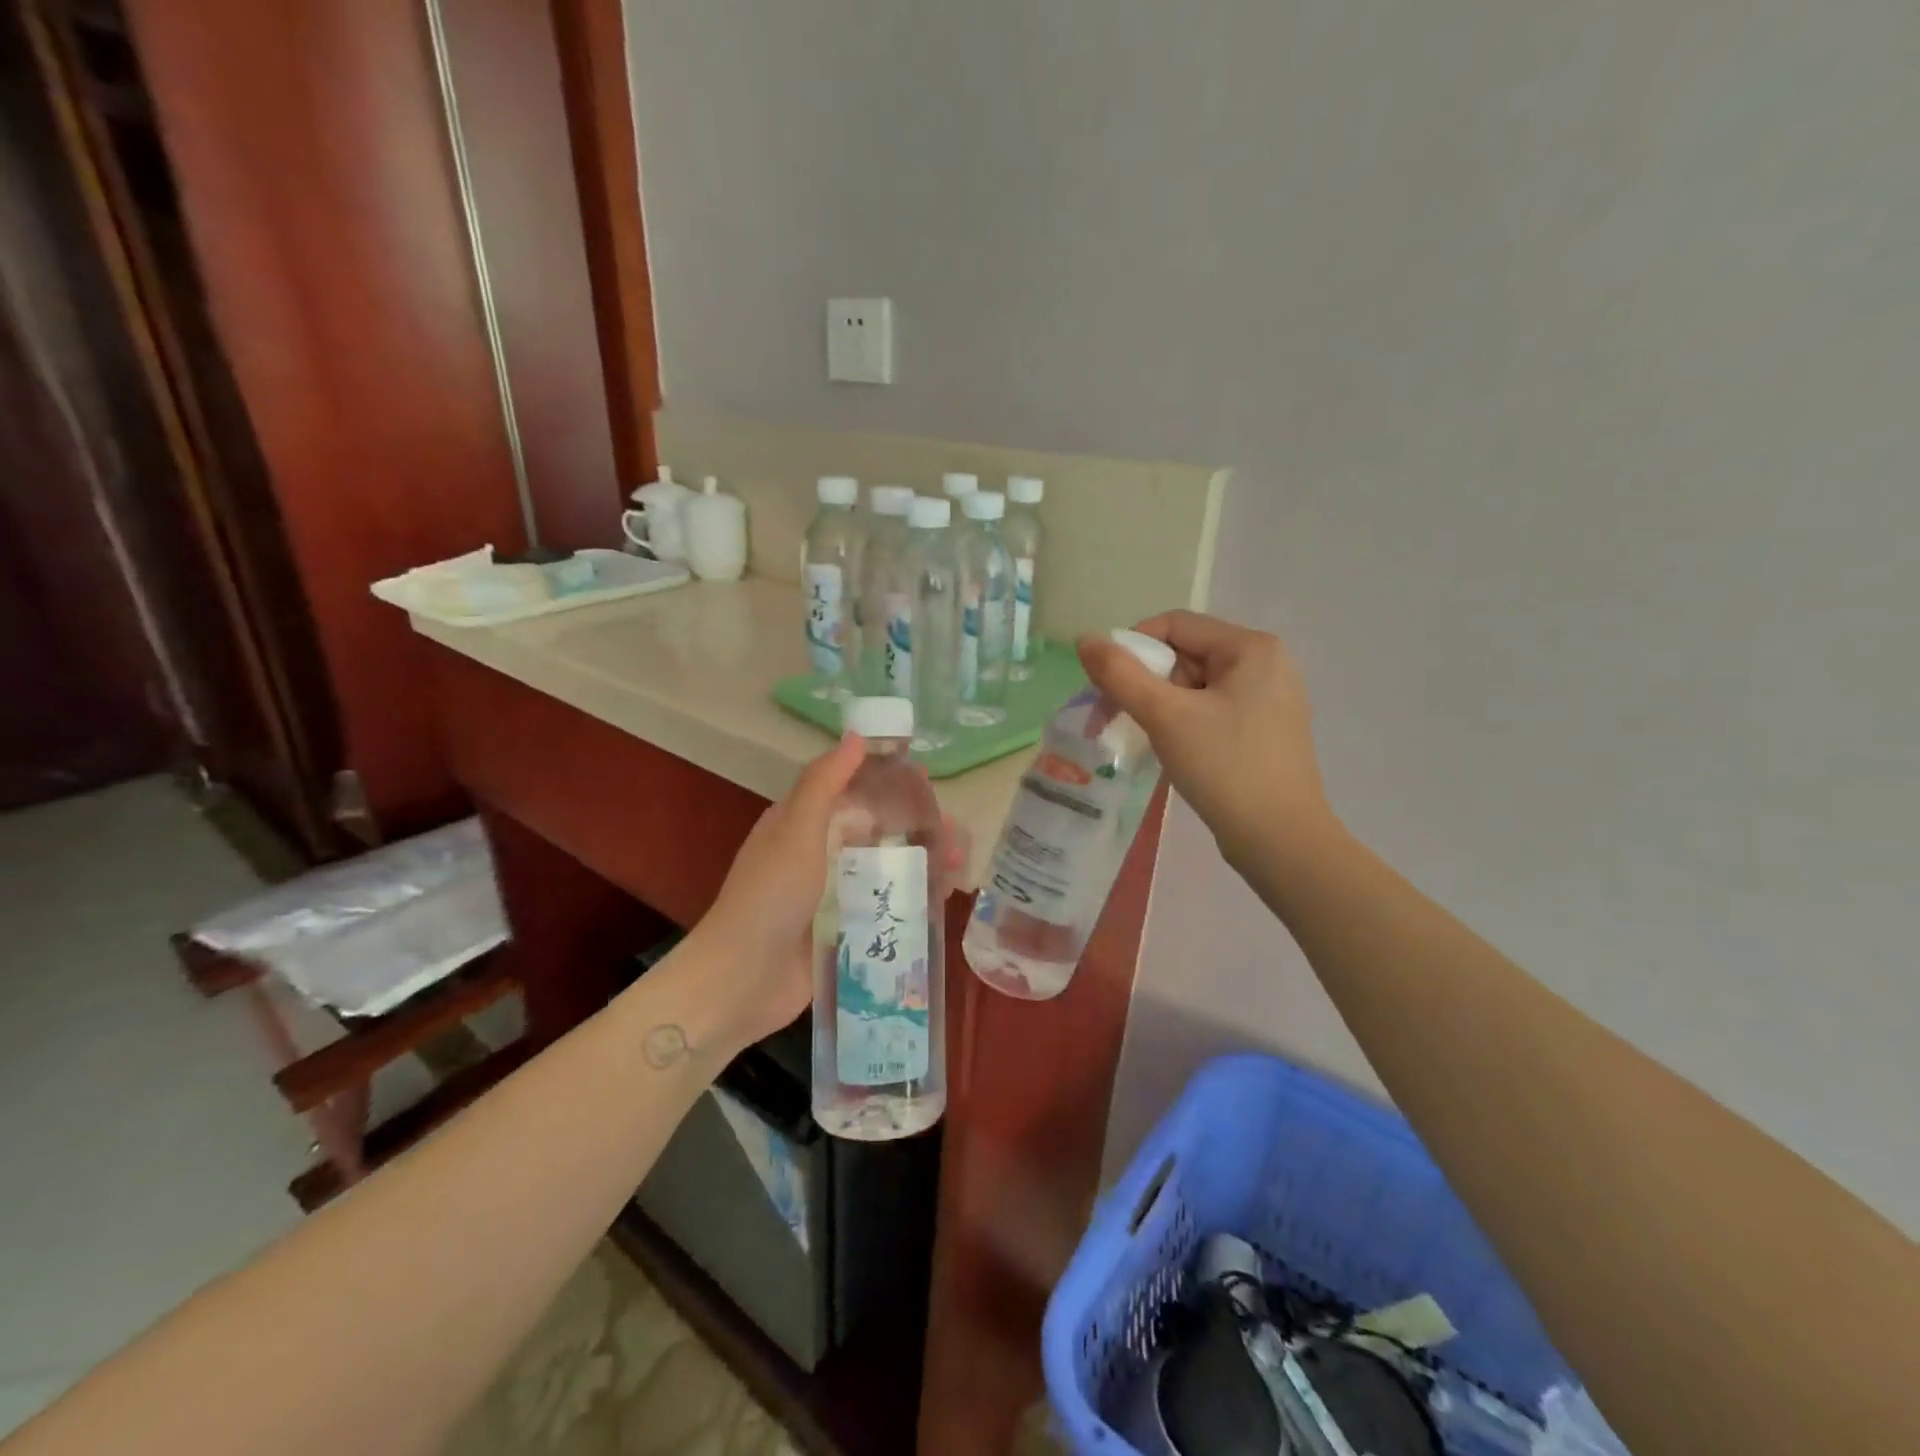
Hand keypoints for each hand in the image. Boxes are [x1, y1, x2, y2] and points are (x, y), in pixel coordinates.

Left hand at [692, 735, 966, 1050]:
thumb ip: (824, 784)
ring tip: (959, 863)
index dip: (887, 784)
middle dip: (915, 828)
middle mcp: (818, 855)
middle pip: (875, 832)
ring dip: (921, 862)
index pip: (851, 793)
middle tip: (956, 832)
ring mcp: (832, 895)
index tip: (928, 783)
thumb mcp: (795, 831)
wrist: (742, 980)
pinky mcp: (844, 930)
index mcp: (801, 824)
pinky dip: (913, 897)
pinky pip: (884, 906)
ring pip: (884, 868)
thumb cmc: (769, 896)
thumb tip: (856, 736)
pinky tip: (944, 896)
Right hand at [1078, 610, 1331, 872]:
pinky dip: (1185, 721)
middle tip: (1120, 717)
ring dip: (1163, 705)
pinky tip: (1177, 750)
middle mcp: (1267, 663)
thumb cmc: (1224, 768)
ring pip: (1197, 685)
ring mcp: (1271, 698)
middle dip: (1147, 681)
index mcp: (1252, 648)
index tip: (1109, 686)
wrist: (1280, 841)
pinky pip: (1213, 709)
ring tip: (1150, 738)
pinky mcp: (1266, 730)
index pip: (1175, 624)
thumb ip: (1120, 674)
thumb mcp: (1165, 716)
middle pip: (1186, 654)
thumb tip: (1085, 639)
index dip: (1133, 648)